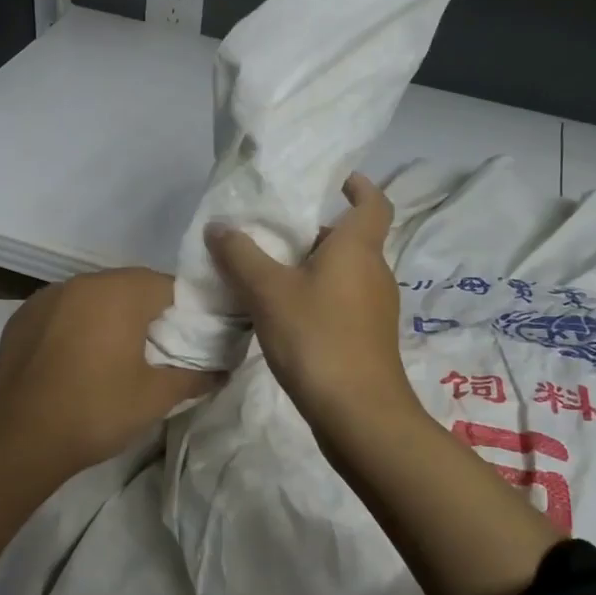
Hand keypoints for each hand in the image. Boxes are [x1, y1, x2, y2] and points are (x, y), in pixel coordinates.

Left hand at [0, 268, 220, 487]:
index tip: (189, 339)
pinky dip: (76, 324)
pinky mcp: (23, 315)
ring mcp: (48, 296)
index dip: (185, 310)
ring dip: (109, 315)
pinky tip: (76, 358)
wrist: (20, 437)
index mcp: (120, 292)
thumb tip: (223, 371)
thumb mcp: (155, 397)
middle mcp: (84, 282)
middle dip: (147, 311)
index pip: (168, 286)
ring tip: (115, 354)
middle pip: (129, 286)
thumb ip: (194, 377)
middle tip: (156, 349)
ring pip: (94, 296)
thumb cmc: (96, 410)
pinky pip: (63, 310)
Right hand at [205, 174, 420, 448]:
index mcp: (358, 248)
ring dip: (312, 269)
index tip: (336, 181)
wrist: (358, 413)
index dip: (359, 186)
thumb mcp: (268, 292)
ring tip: (269, 276)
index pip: (373, 203)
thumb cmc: (317, 337)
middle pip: (349, 240)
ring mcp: (376, 309)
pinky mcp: (369, 339)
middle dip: (314, 233)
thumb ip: (241, 256)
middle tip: (273, 235)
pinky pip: (342, 303)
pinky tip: (284, 318)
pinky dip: (318, 299)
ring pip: (344, 274)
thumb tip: (218, 227)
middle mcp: (375, 272)